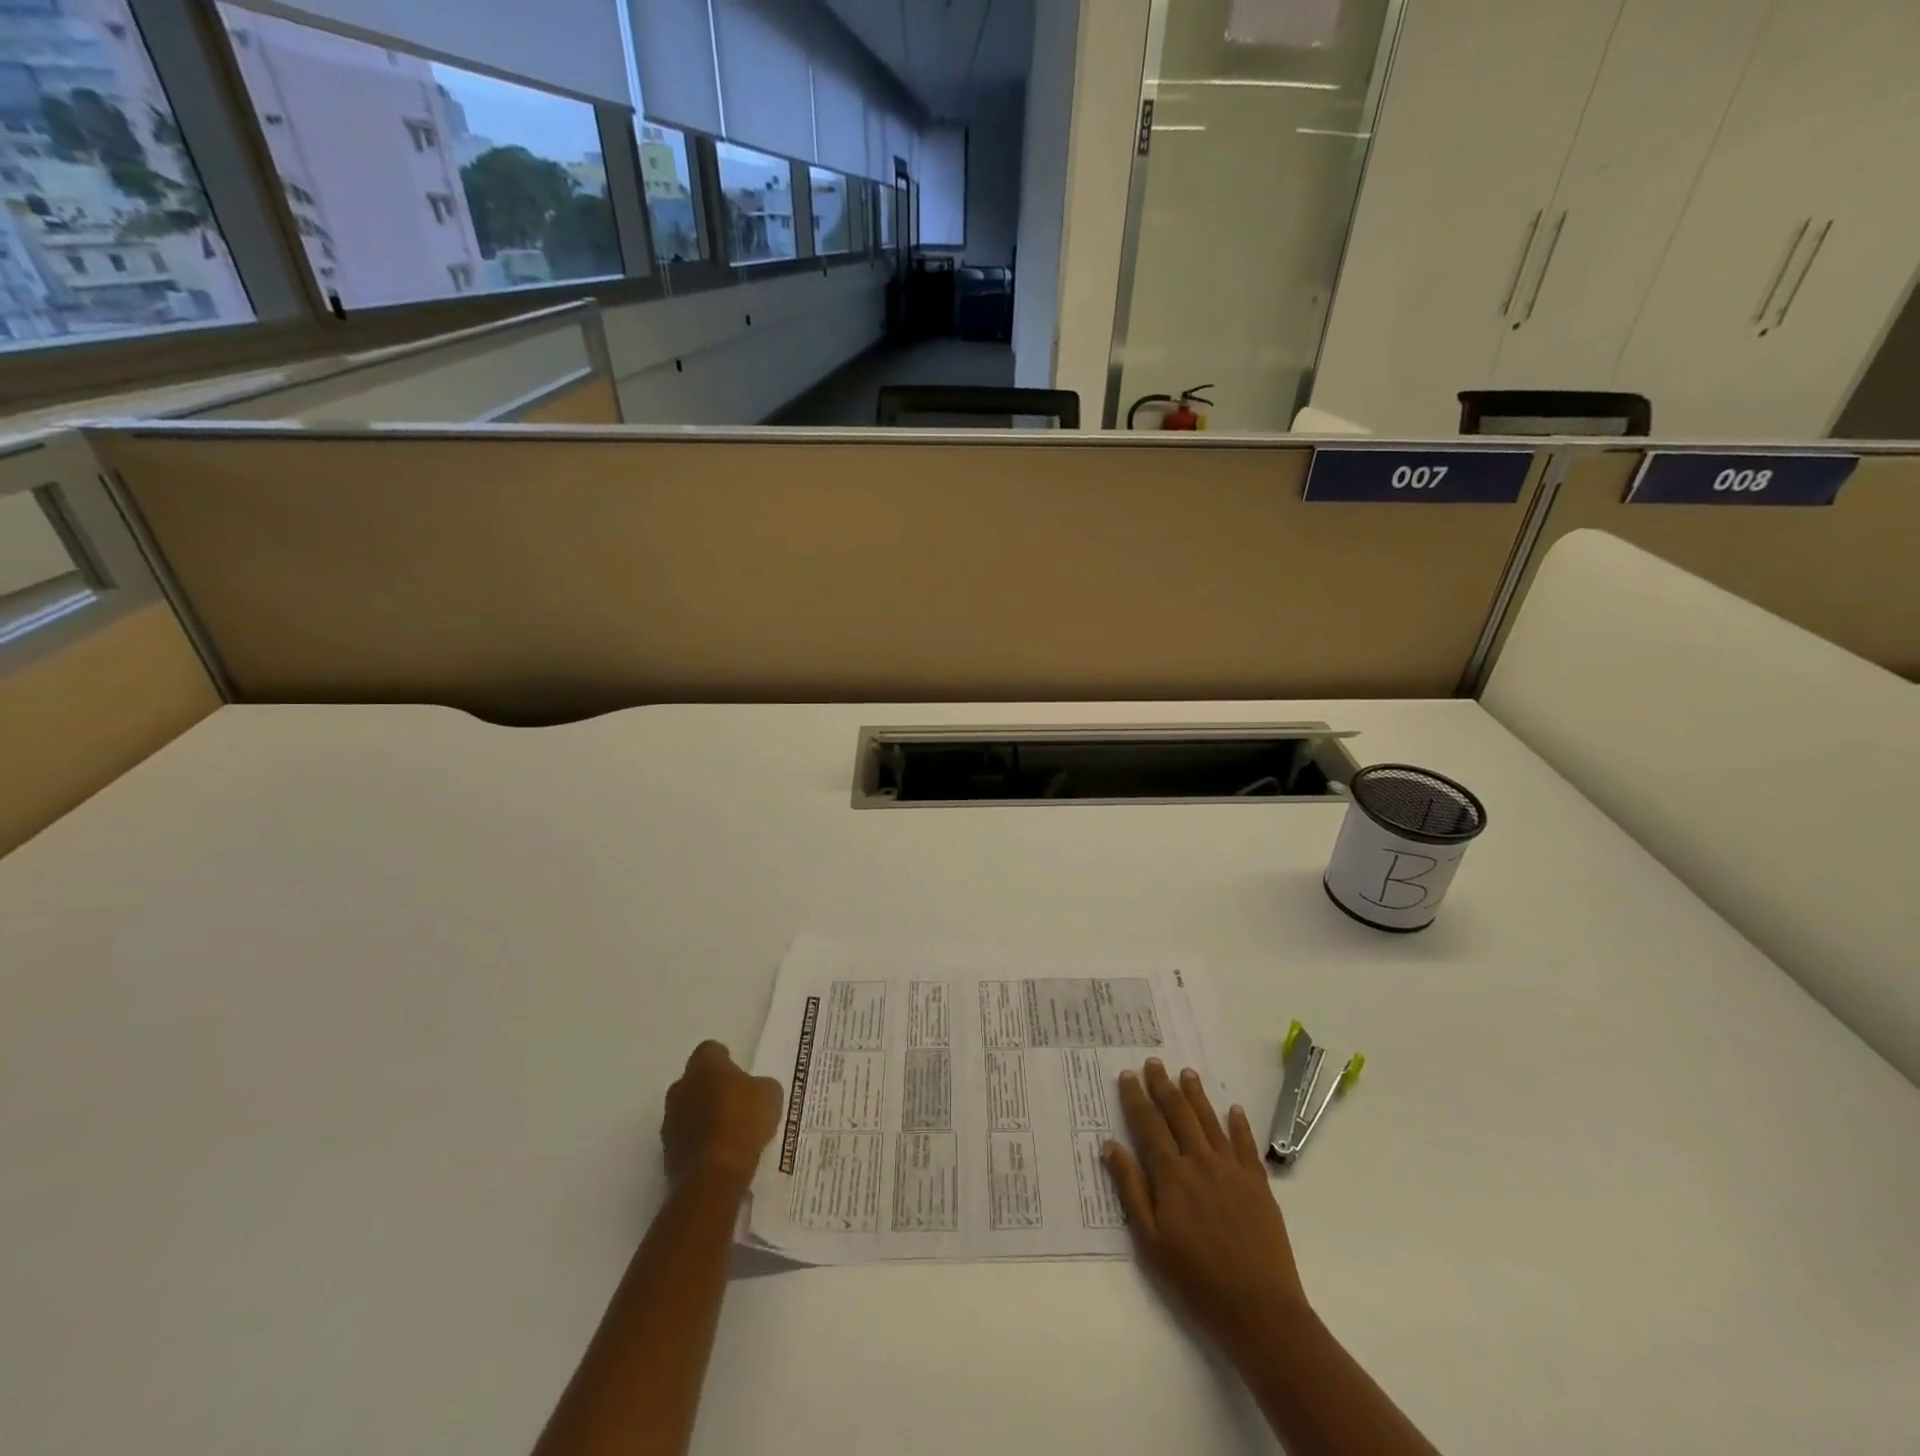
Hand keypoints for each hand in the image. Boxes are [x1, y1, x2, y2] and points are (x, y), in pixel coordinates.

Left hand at [662, 1041, 783, 1189]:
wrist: (714, 1176)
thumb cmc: (744, 1122)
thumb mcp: (770, 1095)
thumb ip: (759, 1085)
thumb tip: (754, 1089)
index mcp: (704, 1066)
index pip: (710, 1050)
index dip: (725, 1059)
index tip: (738, 1072)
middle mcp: (680, 1088)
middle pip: (694, 1080)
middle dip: (710, 1087)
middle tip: (734, 1100)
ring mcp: (670, 1121)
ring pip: (687, 1109)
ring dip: (702, 1115)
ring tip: (728, 1130)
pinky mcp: (666, 1152)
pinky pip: (685, 1137)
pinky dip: (698, 1141)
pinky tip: (719, 1152)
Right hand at [1104, 1058, 1309, 1354]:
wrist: (1259, 1308)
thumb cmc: (1196, 1279)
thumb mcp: (1150, 1241)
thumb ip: (1130, 1189)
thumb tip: (1110, 1145)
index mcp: (1171, 1176)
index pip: (1148, 1126)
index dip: (1136, 1099)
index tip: (1127, 1075)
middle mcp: (1200, 1162)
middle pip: (1178, 1114)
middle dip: (1163, 1086)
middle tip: (1153, 1062)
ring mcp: (1232, 1170)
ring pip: (1210, 1121)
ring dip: (1196, 1095)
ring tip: (1186, 1072)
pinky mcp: (1258, 1184)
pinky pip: (1246, 1145)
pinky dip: (1239, 1124)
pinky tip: (1234, 1109)